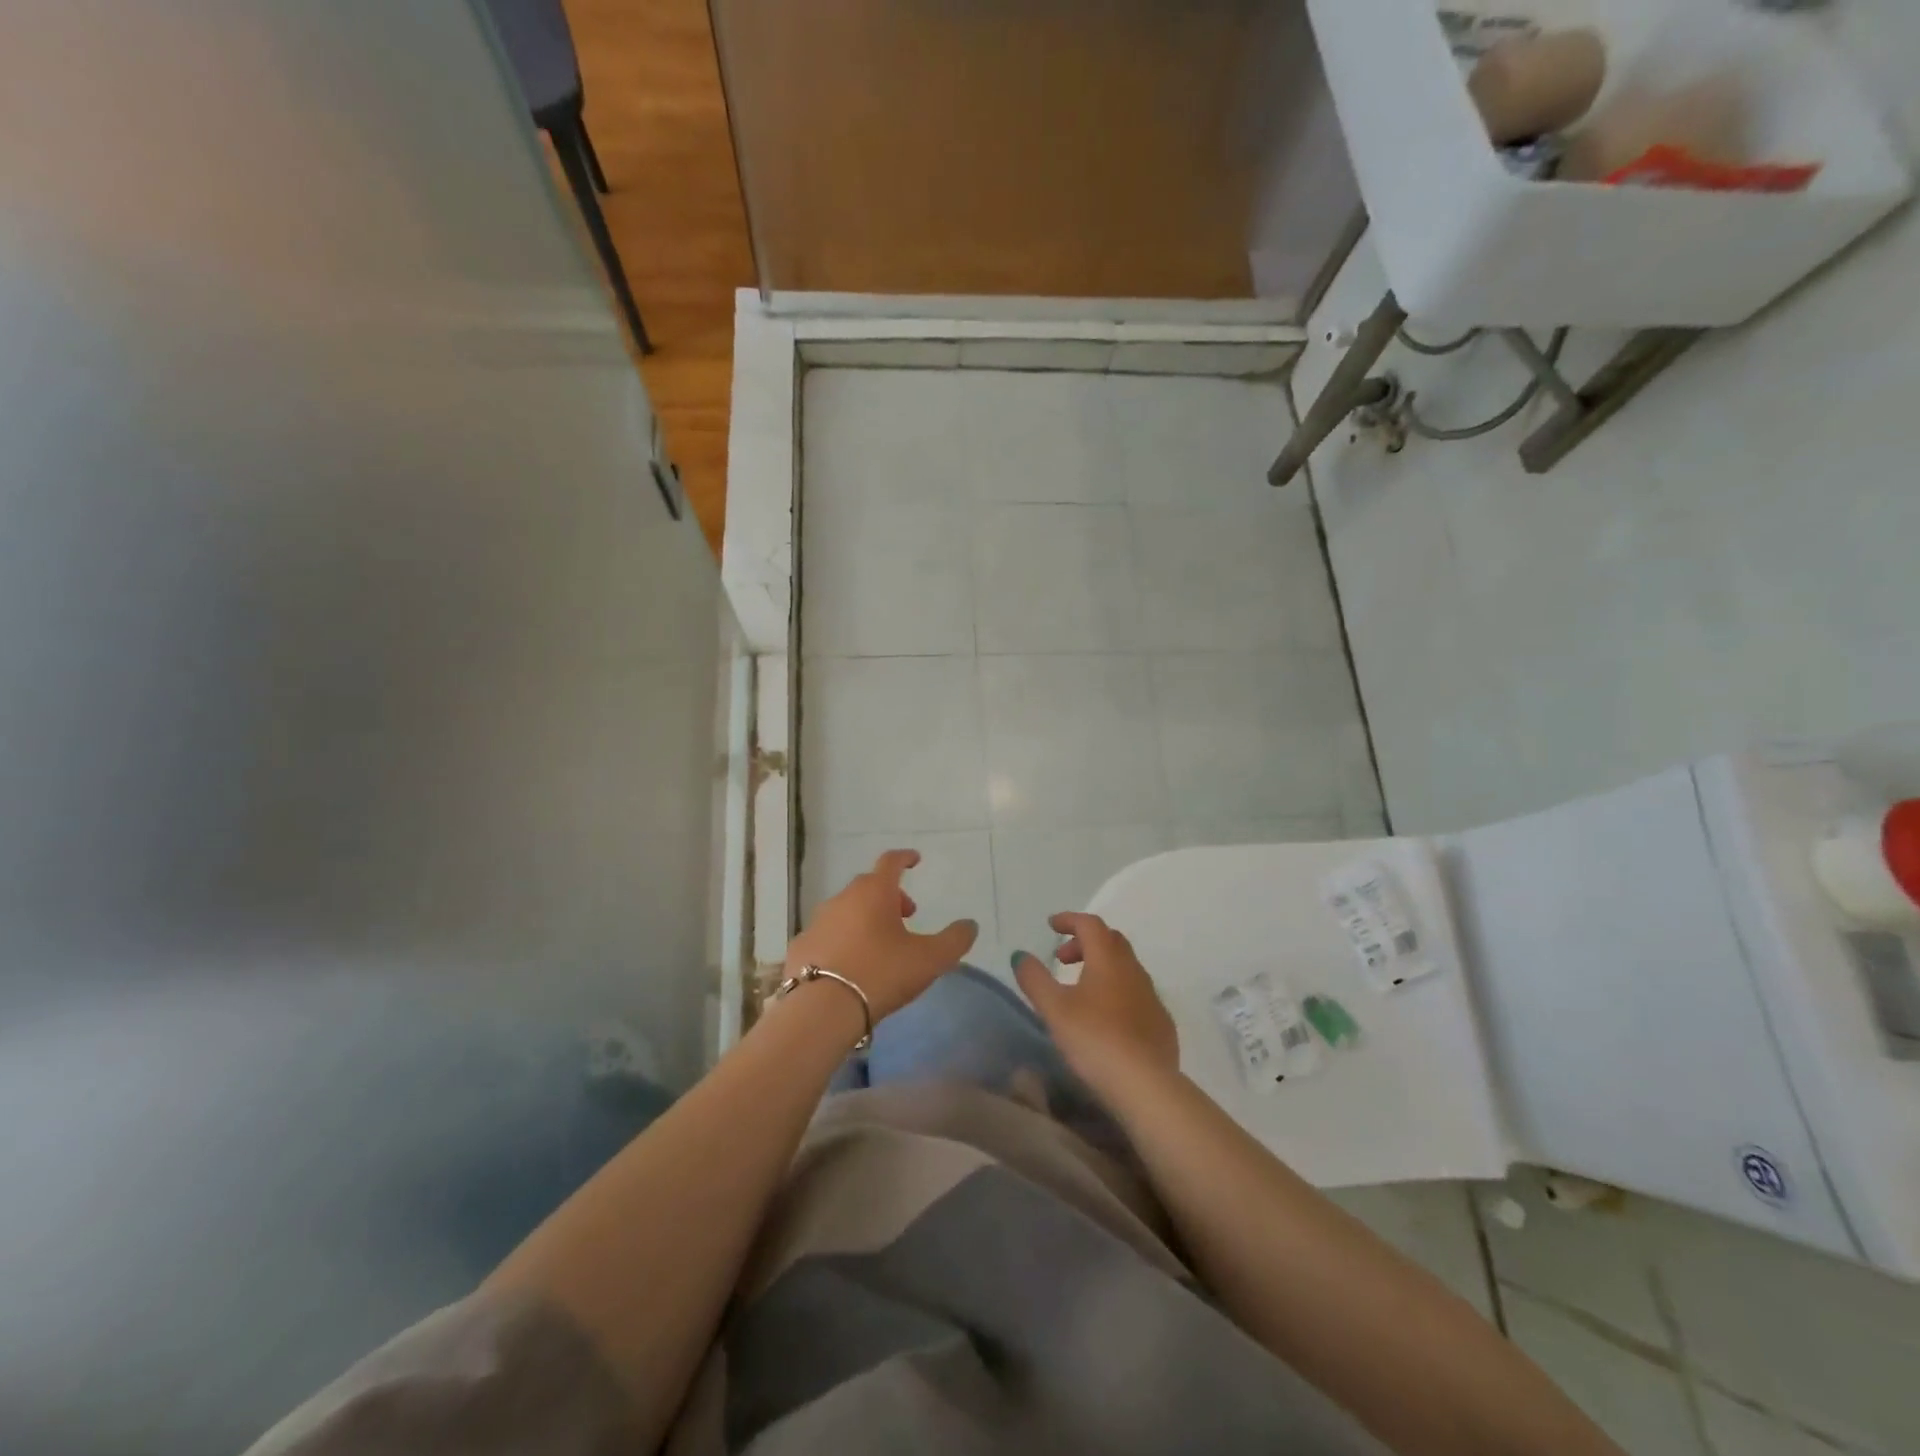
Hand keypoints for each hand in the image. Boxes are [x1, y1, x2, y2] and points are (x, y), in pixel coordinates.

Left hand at [786, 849, 976, 1021]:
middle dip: (889, 895)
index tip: (914, 860)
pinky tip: (849, 964)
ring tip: (878, 944)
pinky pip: (827, 934)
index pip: (891, 862)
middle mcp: (843, 898)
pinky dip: (841, 940)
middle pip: (869, 886)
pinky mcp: (801, 946)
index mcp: (875, 892)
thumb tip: (969, 925)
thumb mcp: (930, 960)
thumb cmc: (881, 974)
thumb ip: (955, 940)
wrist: (822, 1009)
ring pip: (846, 909)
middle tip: (905, 916)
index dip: (905, 858)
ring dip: (864, 917)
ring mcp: (818, 921)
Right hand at [1013, 912, 1179, 1099]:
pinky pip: (1137, 994)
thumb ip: (1035, 979)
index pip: (1090, 925)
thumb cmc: (1094, 1039)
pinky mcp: (1161, 1023)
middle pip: (1110, 941)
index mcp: (1108, 960)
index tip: (1051, 925)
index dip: (1069, 920)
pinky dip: (1117, 992)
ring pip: (1125, 967)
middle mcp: (1134, 970)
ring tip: (1080, 990)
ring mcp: (1152, 997)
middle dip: (1084, 942)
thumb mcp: (1054, 1009)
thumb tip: (1020, 955)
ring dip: (1101, 967)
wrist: (1146, 1085)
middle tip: (1062, 959)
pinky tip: (1106, 1018)